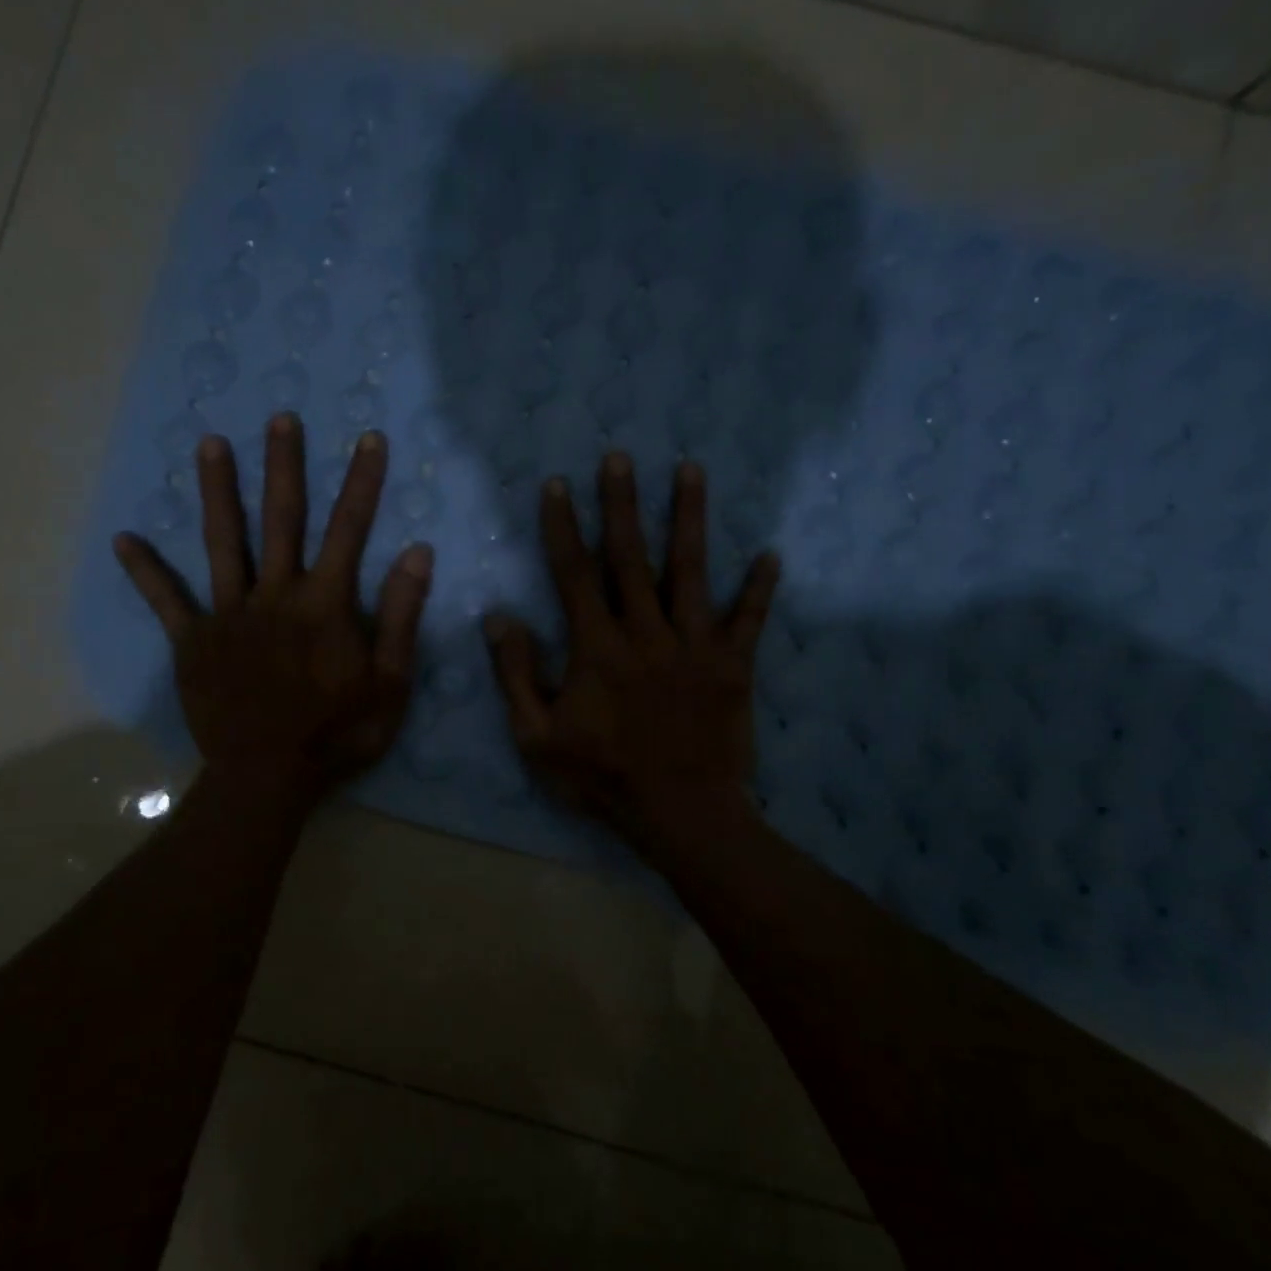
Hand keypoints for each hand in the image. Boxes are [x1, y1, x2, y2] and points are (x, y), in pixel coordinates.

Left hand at [114, 414, 431, 800]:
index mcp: (325, 604)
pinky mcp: (193, 642)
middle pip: (281, 520)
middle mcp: (276, 595)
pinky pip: (167, 601)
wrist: (268, 777)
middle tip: (280, 419)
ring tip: (210, 444)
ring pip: (223, 543)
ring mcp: (229, 615)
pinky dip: (146, 571)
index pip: (349, 530)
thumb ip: (401, 616)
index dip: (361, 482)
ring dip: (218, 492)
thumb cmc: (338, 734)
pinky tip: (124, 540)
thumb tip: (417, 553)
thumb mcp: (390, 682)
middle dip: (284, 466)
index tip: (367, 440)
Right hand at [485, 454, 778, 845]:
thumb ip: (517, 675)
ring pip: (692, 571)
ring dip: (690, 518)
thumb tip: (499, 617)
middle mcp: (647, 633)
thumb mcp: (537, 738)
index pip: (574, 574)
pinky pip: (748, 619)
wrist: (681, 814)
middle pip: (632, 557)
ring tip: (691, 469)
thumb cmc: (602, 778)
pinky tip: (771, 554)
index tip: (557, 485)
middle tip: (620, 456)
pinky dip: (759, 588)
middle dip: (622, 504)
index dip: (562, 527)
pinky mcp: (733, 666)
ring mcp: (695, 645)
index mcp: (597, 648)